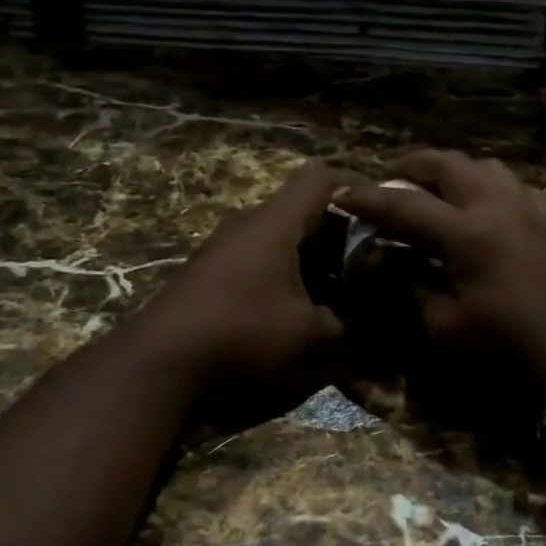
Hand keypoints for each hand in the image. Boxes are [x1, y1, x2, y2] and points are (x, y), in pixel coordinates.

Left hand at [131, 161, 349, 429]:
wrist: (159, 365)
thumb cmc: (242, 335)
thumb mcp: (311, 335)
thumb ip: (350, 323)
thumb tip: (375, 321)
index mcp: (275, 224)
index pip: (322, 179)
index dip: (358, 188)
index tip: (386, 212)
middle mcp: (249, 227)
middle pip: (305, 211)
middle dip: (344, 236)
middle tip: (375, 263)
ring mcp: (227, 251)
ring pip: (285, 240)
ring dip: (319, 261)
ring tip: (348, 292)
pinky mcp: (214, 277)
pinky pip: (265, 262)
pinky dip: (293, 278)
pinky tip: (308, 311)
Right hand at [336, 152, 545, 402]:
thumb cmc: (506, 355)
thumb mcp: (445, 327)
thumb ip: (410, 284)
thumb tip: (383, 258)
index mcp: (467, 232)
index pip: (404, 204)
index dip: (369, 199)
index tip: (343, 194)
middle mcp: (499, 207)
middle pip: (449, 164)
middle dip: (411, 166)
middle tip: (387, 179)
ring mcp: (531, 211)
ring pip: (486, 167)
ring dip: (453, 172)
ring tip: (433, 190)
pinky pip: (515, 187)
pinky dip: (488, 187)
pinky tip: (482, 210)